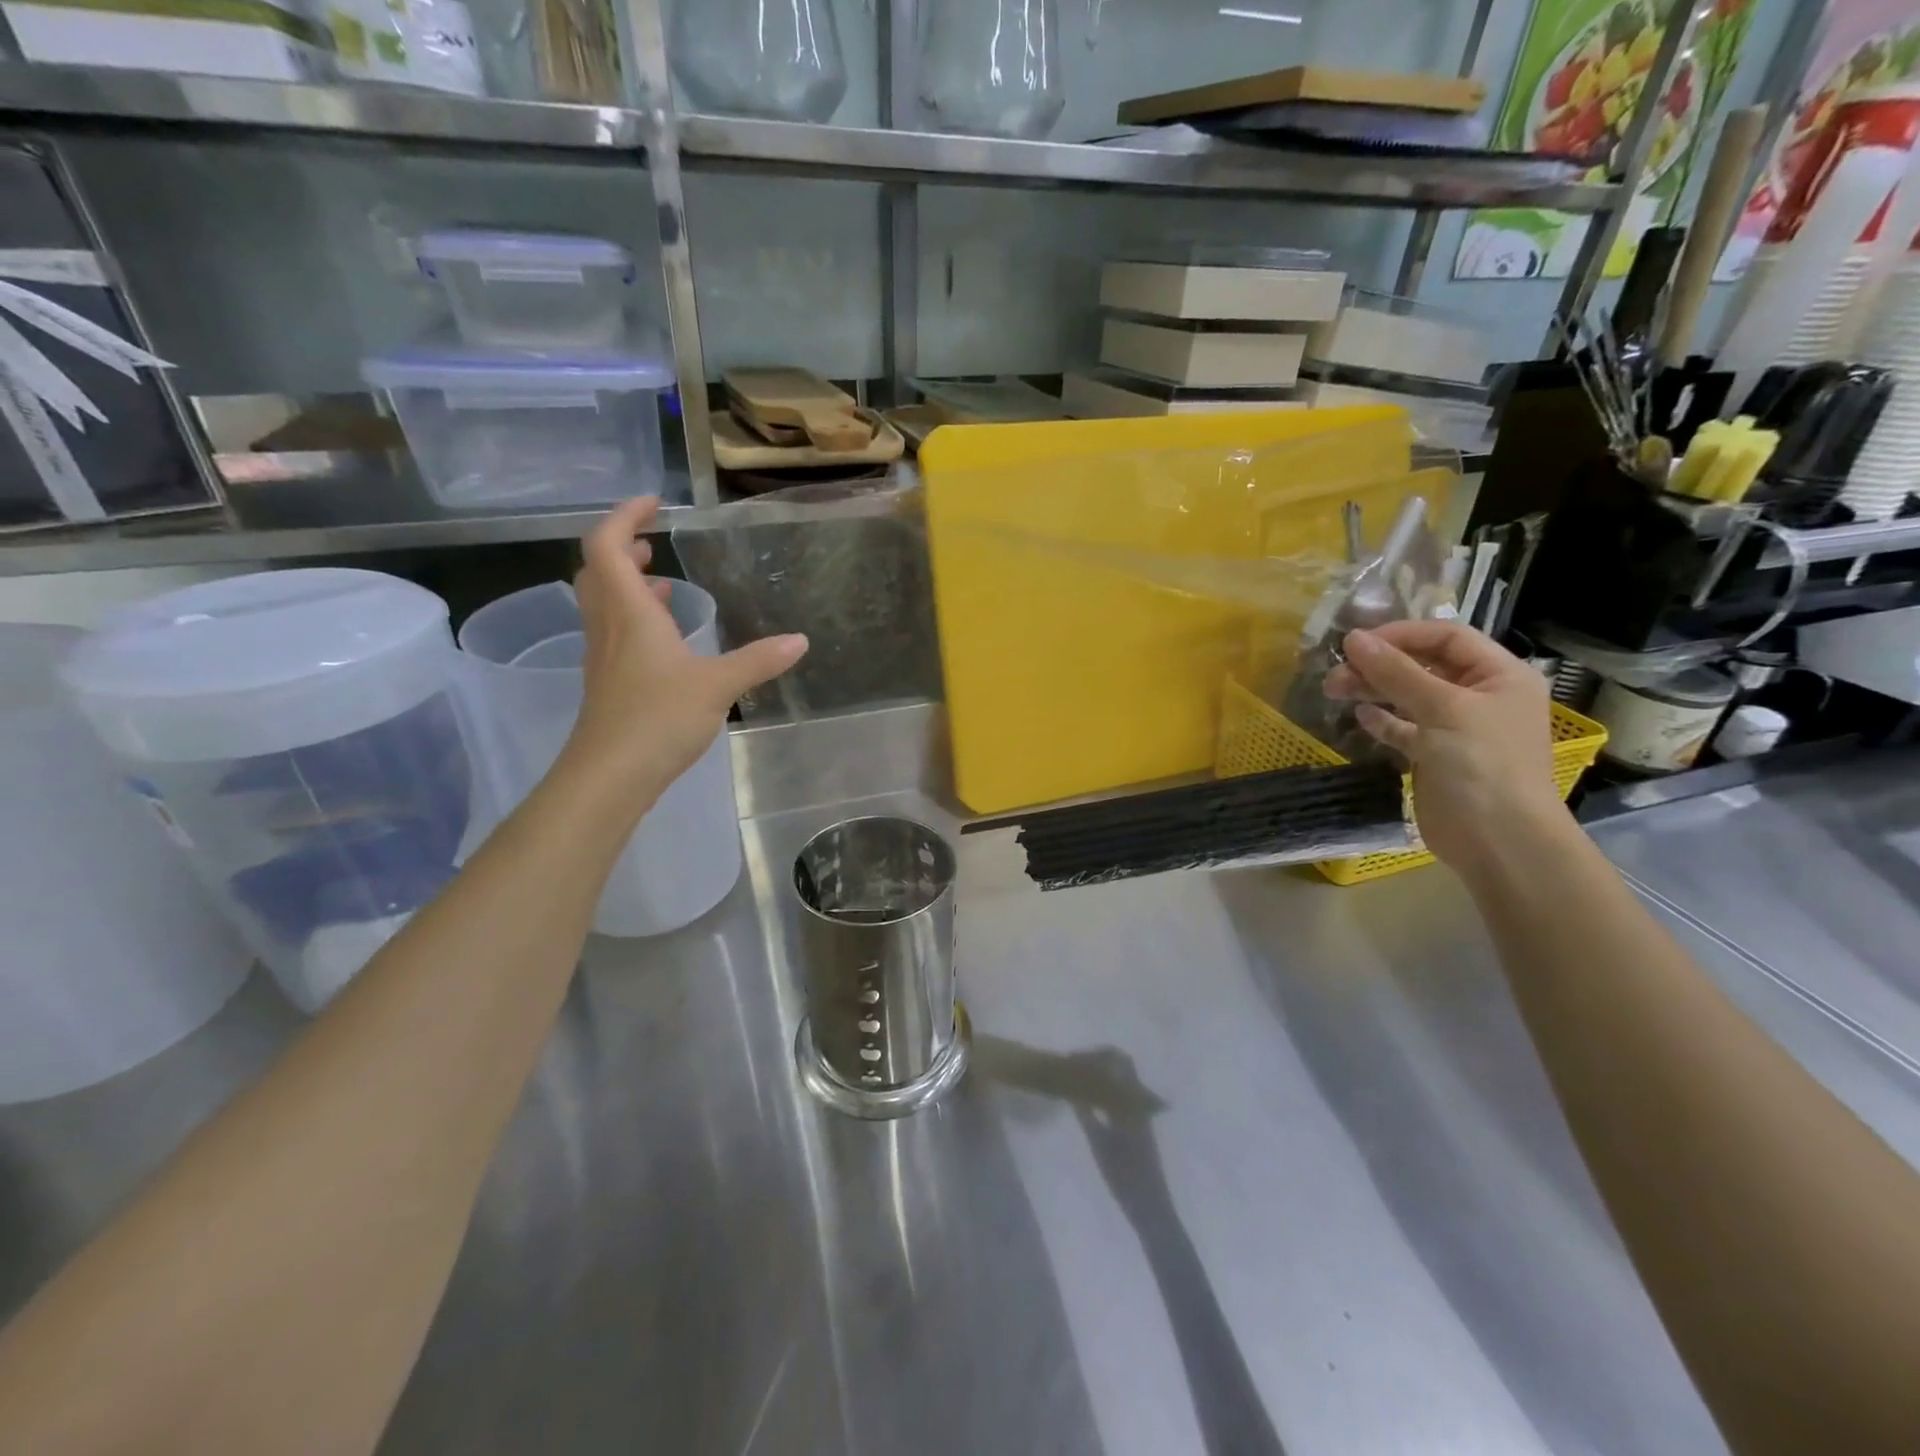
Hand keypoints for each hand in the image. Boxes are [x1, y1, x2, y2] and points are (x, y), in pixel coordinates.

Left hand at [563, 498, 807, 803]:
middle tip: (652, 540)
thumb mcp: (718, 685)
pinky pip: (614, 632)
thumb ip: (759, 660)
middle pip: (597, 570)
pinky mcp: (608, 682)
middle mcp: (608, 626)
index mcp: (629, 612)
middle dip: (622, 547)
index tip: (653, 504)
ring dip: (626, 584)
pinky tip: (664, 639)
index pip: (605, 545)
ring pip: (604, 603)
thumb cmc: (658, 718)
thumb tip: (800, 640)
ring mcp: (603, 656)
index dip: (624, 516)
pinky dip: (634, 619)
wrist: (610, 775)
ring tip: (661, 582)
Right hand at [1324, 620, 1562, 875]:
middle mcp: (1480, 696)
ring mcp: (1457, 728)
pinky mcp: (1435, 756)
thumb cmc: (1482, 765)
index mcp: (1499, 675)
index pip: (1447, 637)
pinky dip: (1381, 719)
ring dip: (1373, 689)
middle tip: (1335, 672)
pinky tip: (1359, 715)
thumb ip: (1396, 672)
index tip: (1356, 643)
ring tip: (1335, 690)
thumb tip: (1353, 638)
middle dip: (1380, 664)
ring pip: (1409, 695)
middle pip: (1424, 665)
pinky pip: (1404, 727)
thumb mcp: (1442, 709)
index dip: (1402, 634)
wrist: (1498, 841)